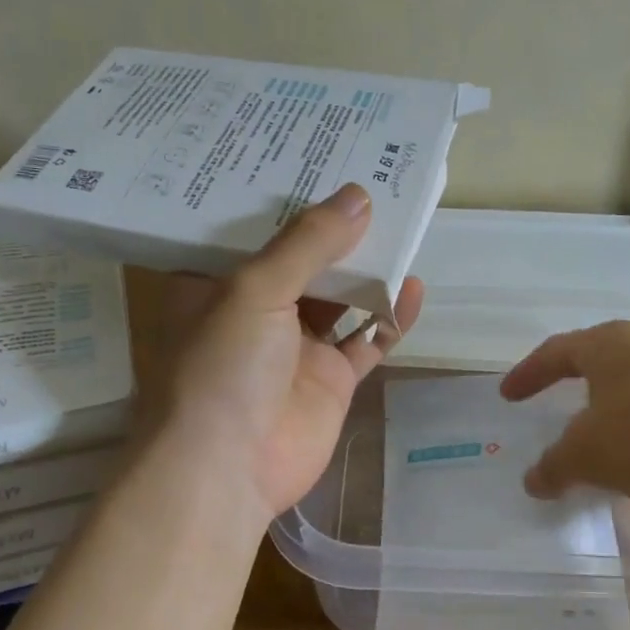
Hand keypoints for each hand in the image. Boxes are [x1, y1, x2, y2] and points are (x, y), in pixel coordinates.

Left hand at [157, 184, 424, 522]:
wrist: (229, 470)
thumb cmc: (222, 367)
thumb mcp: (255, 290)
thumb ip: (307, 244)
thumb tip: (359, 196)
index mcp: (216, 283)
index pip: (250, 227)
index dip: (281, 195)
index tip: (312, 158)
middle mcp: (255, 310)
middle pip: (302, 259)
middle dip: (334, 228)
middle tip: (372, 179)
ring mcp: (296, 347)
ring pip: (339, 296)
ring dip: (367, 268)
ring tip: (402, 224)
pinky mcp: (330, 379)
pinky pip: (367, 341)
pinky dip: (390, 318)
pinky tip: (413, 288)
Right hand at [499, 319, 629, 529]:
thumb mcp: (587, 453)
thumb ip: (555, 466)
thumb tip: (534, 480)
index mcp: (611, 345)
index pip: (557, 351)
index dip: (528, 373)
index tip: (507, 396)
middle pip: (600, 366)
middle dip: (574, 389)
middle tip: (552, 410)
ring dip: (612, 421)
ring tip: (594, 450)